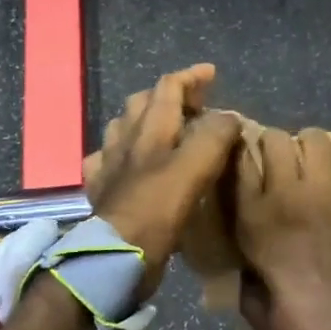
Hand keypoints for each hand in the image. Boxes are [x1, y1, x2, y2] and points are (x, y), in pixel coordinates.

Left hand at [83, 63, 241, 299]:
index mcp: (151, 129)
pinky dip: (120, 155)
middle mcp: (125, 140)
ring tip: (163, 129)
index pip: (168, 87)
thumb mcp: (195, 167)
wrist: (117, 255)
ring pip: (122, 129)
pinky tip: (126, 164)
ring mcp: (108, 166)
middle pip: (142, 103)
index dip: (191, 77)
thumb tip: (229, 118)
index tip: (212, 73)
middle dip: (168, 95)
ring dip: (143, 121)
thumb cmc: (158, 208)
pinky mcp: (101, 192)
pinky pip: (106, 162)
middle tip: (194, 104)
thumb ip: (214, 137)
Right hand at [233, 128, 330, 329]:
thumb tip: (249, 254)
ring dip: (311, 142)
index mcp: (252, 218)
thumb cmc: (290, 322)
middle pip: (276, 140)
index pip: (239, 160)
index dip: (240, 151)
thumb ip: (244, 265)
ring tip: (313, 153)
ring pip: (316, 141)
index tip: (242, 154)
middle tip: (279, 158)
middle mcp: (286, 195)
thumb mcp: (248, 296)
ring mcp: (326, 194)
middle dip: (274, 143)